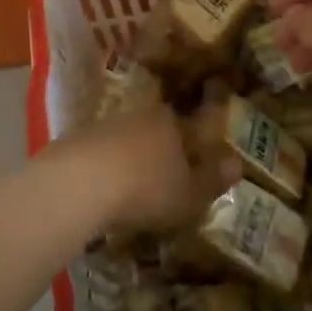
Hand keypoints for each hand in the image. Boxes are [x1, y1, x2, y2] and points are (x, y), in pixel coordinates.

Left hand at [47, 106, 240, 235]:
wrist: (80, 183)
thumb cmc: (147, 188)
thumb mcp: (190, 194)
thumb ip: (212, 179)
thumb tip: (237, 163)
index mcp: (170, 122)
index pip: (187, 128)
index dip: (191, 148)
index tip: (191, 169)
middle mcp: (138, 115)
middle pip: (154, 132)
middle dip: (159, 154)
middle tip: (161, 185)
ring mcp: (103, 126)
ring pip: (124, 142)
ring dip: (128, 163)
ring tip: (130, 194)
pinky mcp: (75, 142)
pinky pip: (98, 156)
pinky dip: (102, 172)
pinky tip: (101, 194)